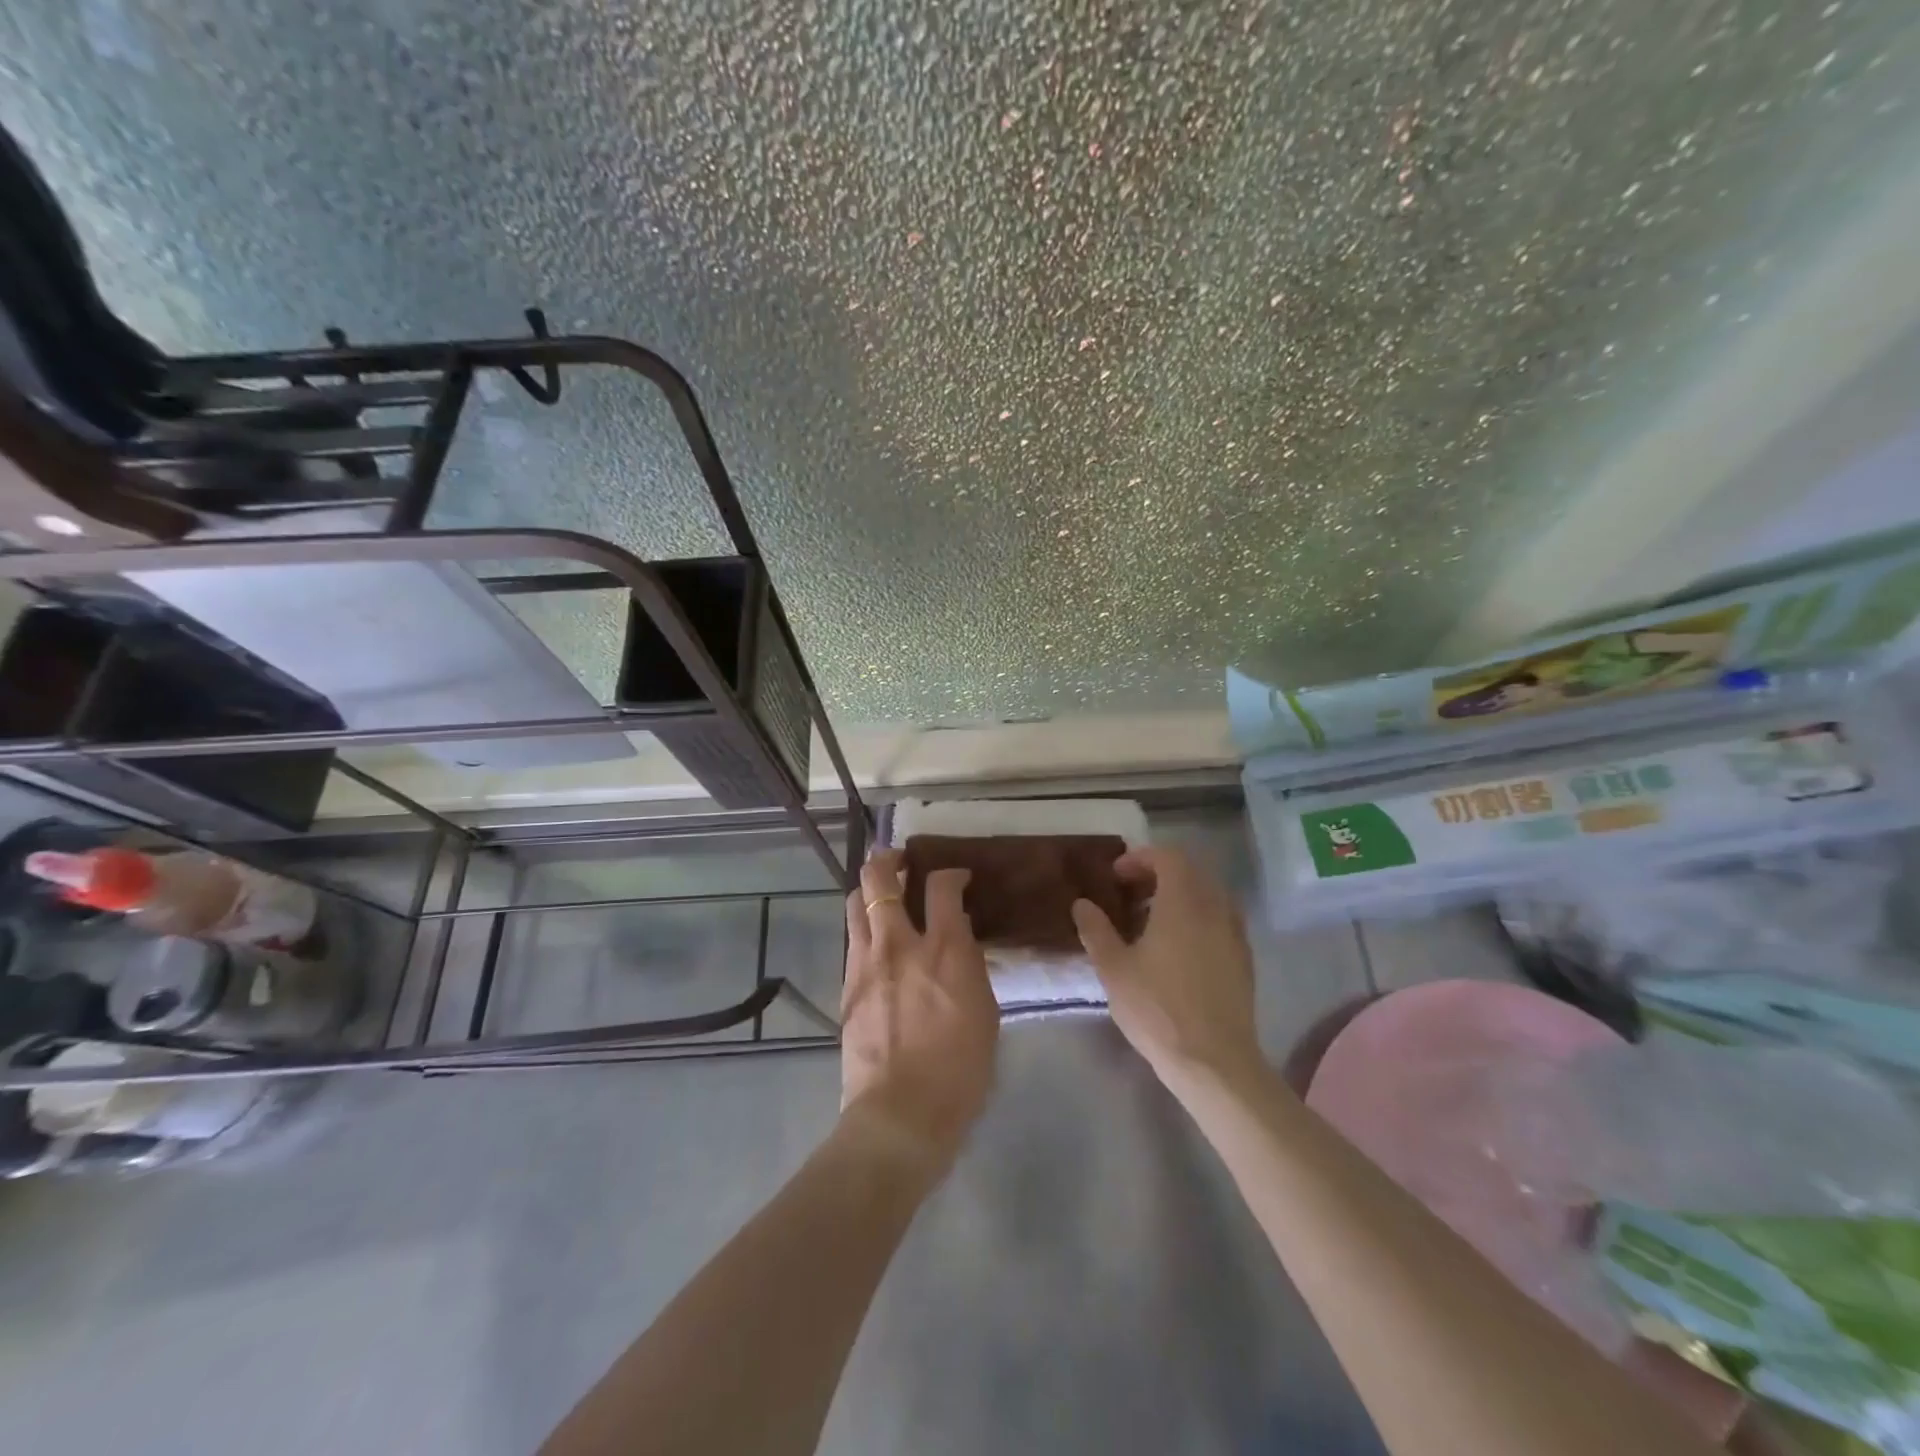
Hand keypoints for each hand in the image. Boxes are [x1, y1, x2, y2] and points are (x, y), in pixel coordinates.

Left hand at [838, 851, 999, 1174]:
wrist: (900, 1115)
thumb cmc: (960, 1071)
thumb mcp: (985, 1012)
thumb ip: (969, 964)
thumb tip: (958, 936)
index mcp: (945, 950)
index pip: (941, 885)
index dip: (950, 872)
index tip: (956, 878)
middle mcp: (900, 944)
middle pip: (880, 877)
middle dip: (889, 859)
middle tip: (902, 863)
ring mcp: (866, 962)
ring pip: (856, 901)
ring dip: (869, 888)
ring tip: (884, 894)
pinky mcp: (847, 984)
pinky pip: (852, 938)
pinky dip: (864, 926)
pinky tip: (877, 941)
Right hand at [1070, 847, 1262, 1089]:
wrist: (1214, 1063)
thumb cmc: (1158, 1009)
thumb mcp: (1114, 969)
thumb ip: (1096, 930)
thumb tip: (1082, 904)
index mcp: (1183, 902)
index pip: (1168, 857)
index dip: (1140, 859)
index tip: (1116, 876)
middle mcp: (1215, 908)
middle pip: (1190, 872)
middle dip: (1158, 874)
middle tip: (1130, 894)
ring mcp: (1234, 934)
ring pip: (1208, 895)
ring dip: (1179, 896)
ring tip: (1151, 921)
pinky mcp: (1244, 959)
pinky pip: (1220, 920)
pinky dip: (1197, 918)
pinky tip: (1177, 949)